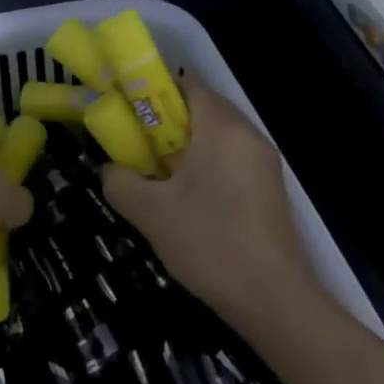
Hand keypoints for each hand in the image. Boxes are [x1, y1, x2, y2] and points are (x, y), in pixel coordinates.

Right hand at [101, 81, 318, 330]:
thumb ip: (120, 182)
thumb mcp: (150, 213)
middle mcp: (248, 134)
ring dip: (187, 146)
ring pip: (218, 135)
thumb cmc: (209, 243)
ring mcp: (264, 161)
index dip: (153, 91)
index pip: (187, 84)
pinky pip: (232, 158)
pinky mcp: (270, 188)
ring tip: (159, 176)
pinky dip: (207, 165)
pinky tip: (189, 199)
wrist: (274, 300)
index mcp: (222, 127)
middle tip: (137, 147)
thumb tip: (110, 168)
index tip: (128, 113)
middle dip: (166, 122)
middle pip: (202, 108)